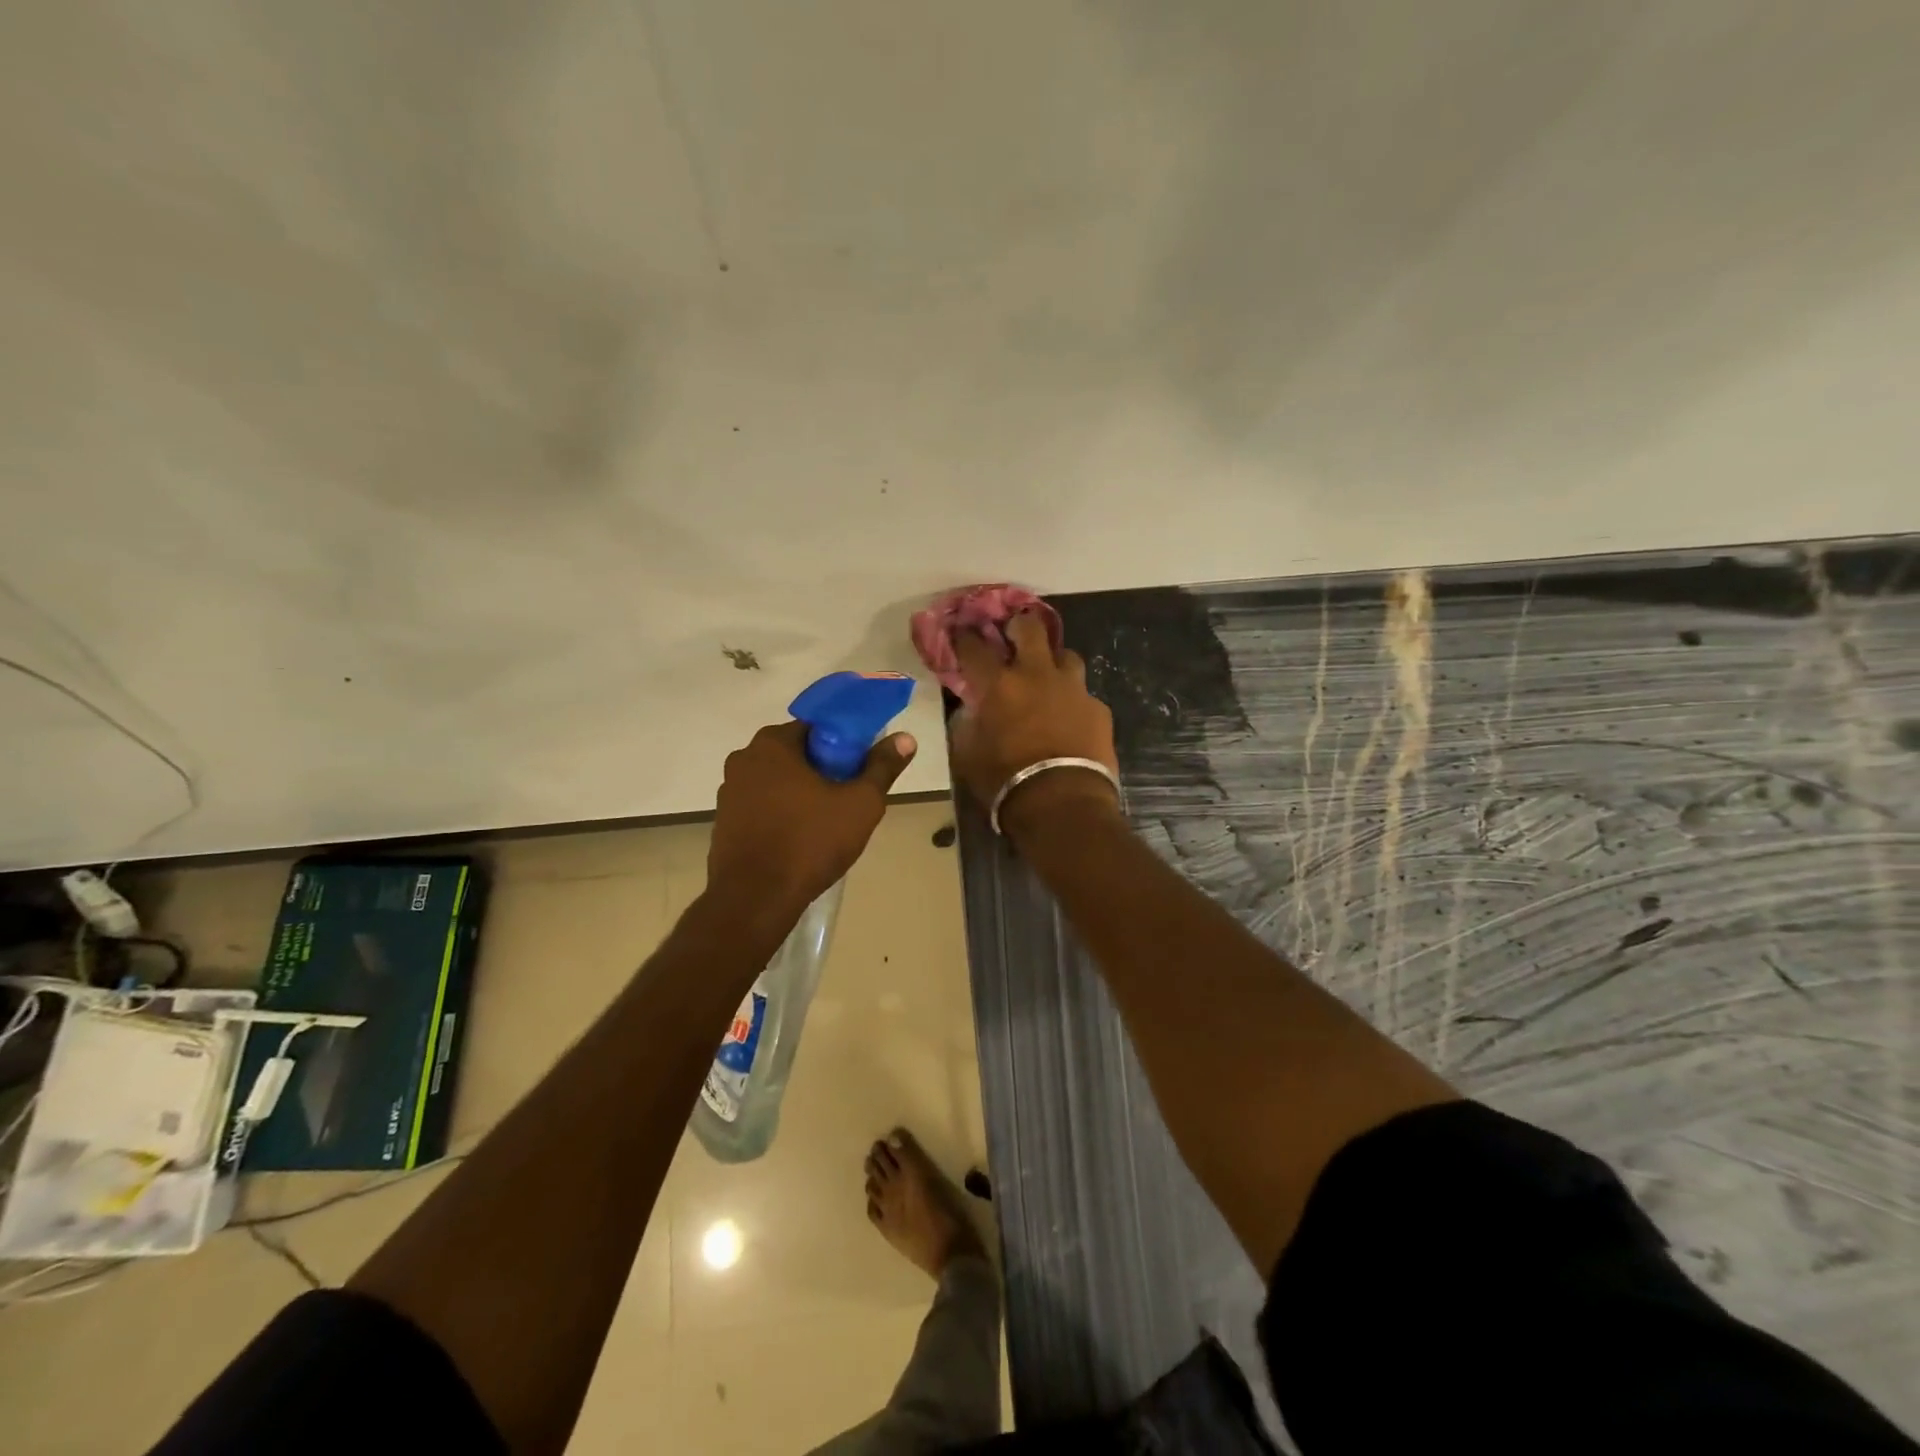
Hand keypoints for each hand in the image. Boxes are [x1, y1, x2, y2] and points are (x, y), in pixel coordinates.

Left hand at [709, 720, 916, 923]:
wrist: (756, 899)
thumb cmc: (810, 842)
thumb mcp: (860, 804)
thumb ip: (882, 767)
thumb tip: (906, 739)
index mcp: (773, 743)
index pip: (816, 727)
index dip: (844, 744)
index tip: (860, 768)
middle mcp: (744, 759)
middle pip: (795, 753)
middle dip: (822, 769)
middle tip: (848, 796)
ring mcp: (729, 792)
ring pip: (777, 781)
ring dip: (800, 793)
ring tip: (827, 822)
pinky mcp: (723, 822)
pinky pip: (761, 806)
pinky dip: (781, 814)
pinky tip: (800, 839)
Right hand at [948, 613, 1119, 838]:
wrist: (1063, 805)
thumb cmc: (1005, 782)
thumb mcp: (968, 756)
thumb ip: (968, 724)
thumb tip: (972, 709)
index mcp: (999, 684)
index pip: (974, 646)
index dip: (965, 636)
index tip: (961, 632)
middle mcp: (1037, 675)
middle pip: (1030, 627)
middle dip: (1018, 625)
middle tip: (1012, 636)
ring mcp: (1073, 689)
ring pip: (1065, 655)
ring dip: (1052, 661)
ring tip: (1047, 678)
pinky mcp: (1098, 709)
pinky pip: (1083, 694)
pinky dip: (1073, 700)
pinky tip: (1070, 718)